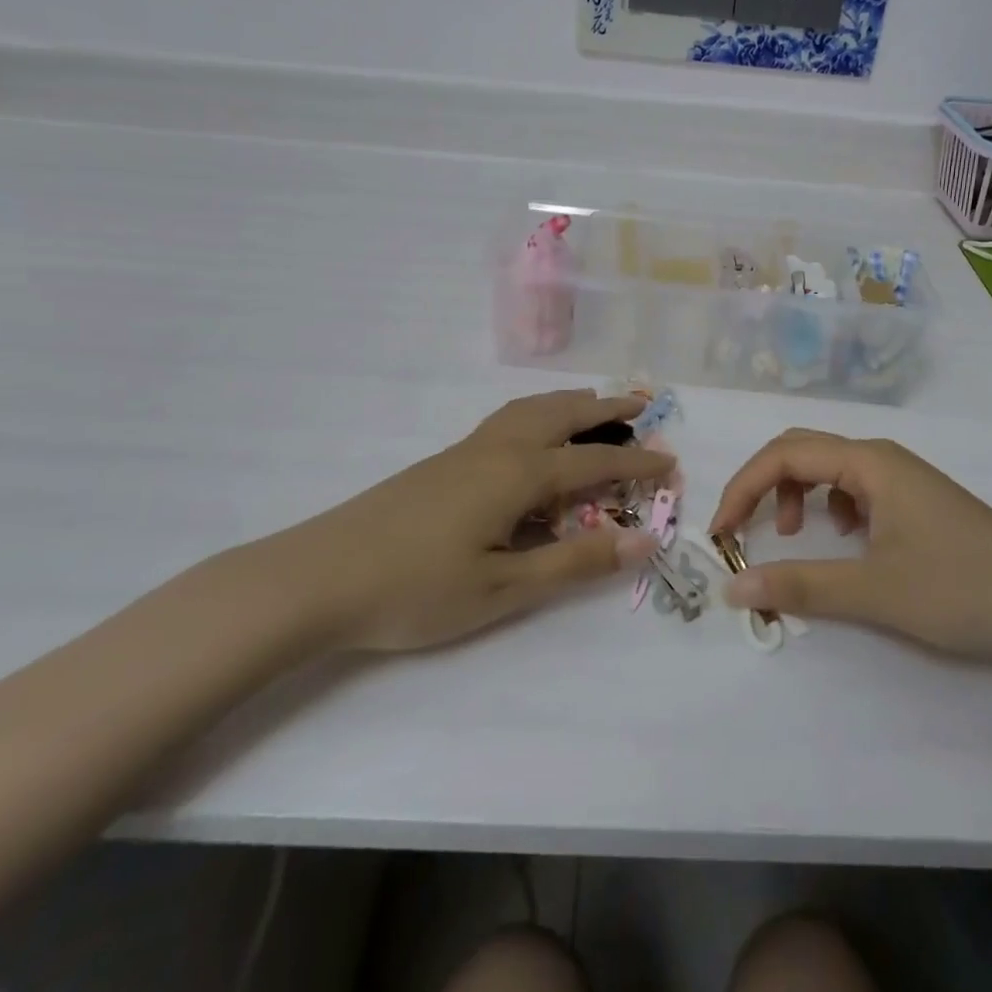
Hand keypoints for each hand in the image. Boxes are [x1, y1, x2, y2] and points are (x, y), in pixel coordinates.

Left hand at [261, 390, 670, 651]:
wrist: (318, 577)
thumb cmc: (415, 588)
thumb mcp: (504, 587)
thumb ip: (575, 562)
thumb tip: (645, 540)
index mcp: (519, 474)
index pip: (595, 462)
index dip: (638, 464)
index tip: (673, 463)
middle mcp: (498, 448)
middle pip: (564, 414)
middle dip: (608, 408)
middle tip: (643, 403)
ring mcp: (467, 449)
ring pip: (531, 409)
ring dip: (571, 403)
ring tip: (595, 406)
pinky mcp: (444, 460)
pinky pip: (508, 419)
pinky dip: (539, 412)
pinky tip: (532, 435)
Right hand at [711, 430, 991, 660]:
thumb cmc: (962, 589)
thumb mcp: (873, 591)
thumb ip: (799, 586)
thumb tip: (733, 587)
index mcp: (868, 462)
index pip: (783, 455)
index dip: (742, 488)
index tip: (720, 534)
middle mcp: (881, 458)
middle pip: (801, 450)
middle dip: (762, 485)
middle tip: (741, 529)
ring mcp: (902, 478)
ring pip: (827, 468)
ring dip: (795, 494)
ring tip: (794, 536)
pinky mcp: (915, 501)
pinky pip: (854, 488)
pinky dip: (828, 507)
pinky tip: (844, 539)